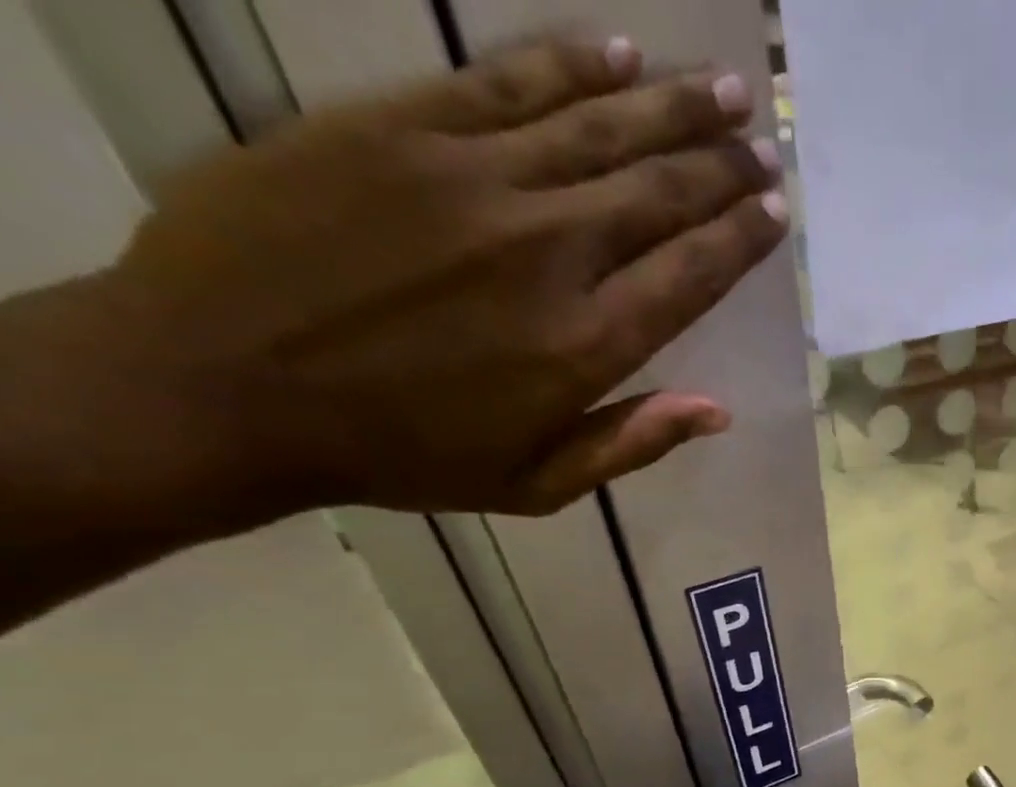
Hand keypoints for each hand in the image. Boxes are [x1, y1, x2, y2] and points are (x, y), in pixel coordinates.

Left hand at [52, 37, 788, 523]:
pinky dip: (572, 65)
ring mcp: (474, 178)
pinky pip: (507, 82)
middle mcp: (548, 252)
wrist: (223, 383)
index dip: (739, 240)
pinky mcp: (400, 126)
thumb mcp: (536, 485)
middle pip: (658, 194)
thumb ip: (630, 443)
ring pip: (600, 128)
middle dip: (722, 166)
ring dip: (672, 106)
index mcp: (584, 346)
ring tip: (726, 87)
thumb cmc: (403, 455)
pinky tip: (621, 55)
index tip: (775, 211)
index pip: (688, 276)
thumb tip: (716, 410)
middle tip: (763, 143)